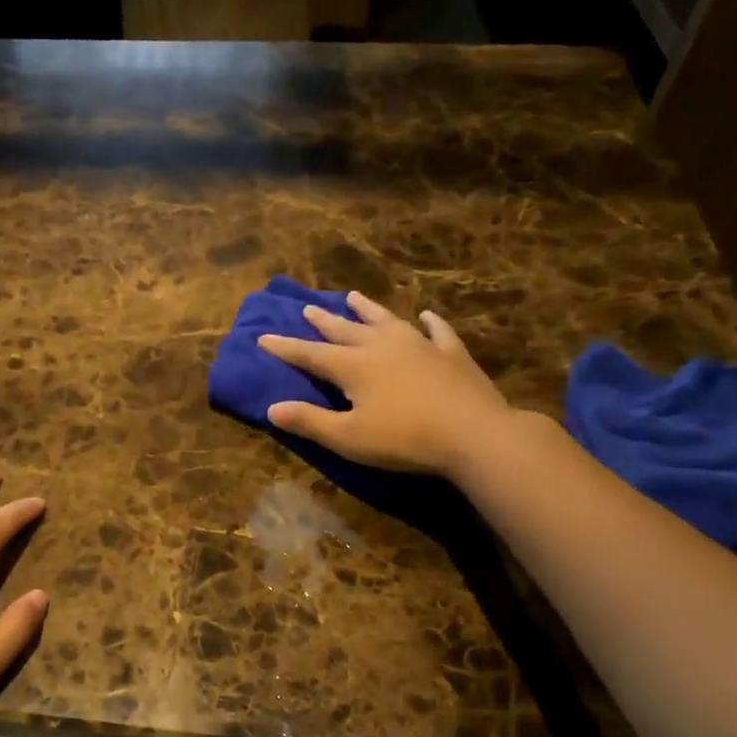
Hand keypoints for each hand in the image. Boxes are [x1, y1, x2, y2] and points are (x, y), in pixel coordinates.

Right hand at [260, 291, 520, 475]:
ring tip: (354, 296)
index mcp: (354, 366)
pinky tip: (427, 316)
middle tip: (307, 308)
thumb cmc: (403, 439)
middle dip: (323, 321)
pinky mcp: (452, 354)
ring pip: (387, 321)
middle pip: (346, 330)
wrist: (472, 433)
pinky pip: (438, 331)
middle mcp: (382, 347)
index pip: (310, 354)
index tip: (263, 337)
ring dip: (368, 310)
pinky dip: (430, 323)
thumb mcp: (348, 438)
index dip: (285, 348)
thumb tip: (271, 409)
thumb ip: (309, 422)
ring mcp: (420, 346)